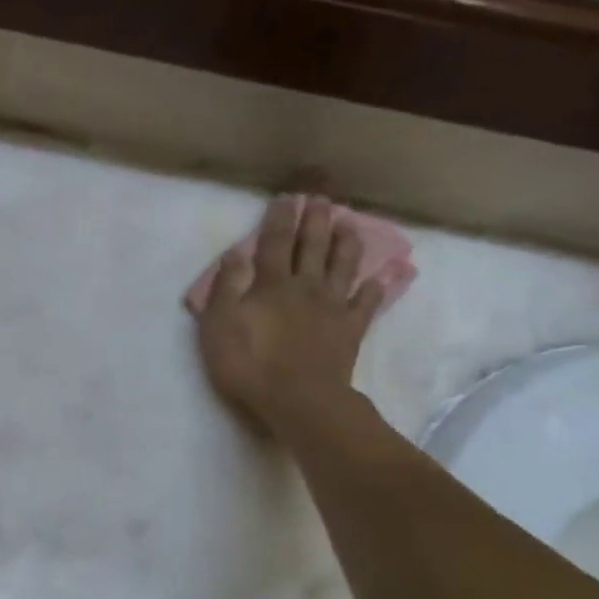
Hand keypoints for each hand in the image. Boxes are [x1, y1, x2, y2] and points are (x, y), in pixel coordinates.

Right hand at [194, 196, 388, 438]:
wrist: (300, 400)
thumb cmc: (250, 364)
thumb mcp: (219, 326)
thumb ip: (226, 288)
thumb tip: (234, 254)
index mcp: (271, 284)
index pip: (274, 243)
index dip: (279, 219)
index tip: (286, 198)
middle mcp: (305, 287)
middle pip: (312, 247)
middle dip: (315, 221)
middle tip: (321, 199)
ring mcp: (332, 307)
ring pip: (342, 266)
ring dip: (346, 243)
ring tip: (350, 224)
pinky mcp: (351, 330)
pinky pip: (366, 304)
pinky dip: (374, 288)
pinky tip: (378, 278)